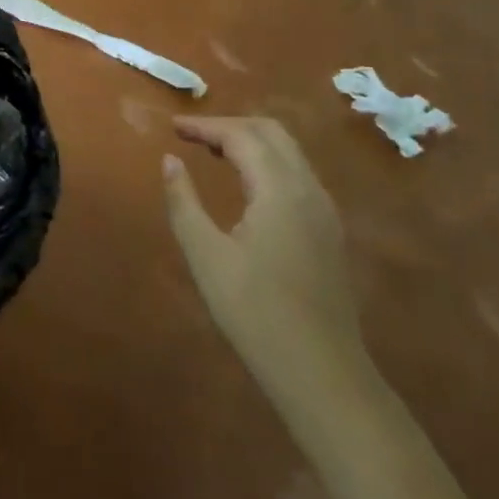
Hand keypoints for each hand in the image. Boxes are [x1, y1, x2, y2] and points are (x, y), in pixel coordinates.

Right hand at [164, 116, 365, 403]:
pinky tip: (245, 185)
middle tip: (192, 136)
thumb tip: (170, 160)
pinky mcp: (328, 230)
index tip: (172, 127)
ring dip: (250, 142)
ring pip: (289, 153)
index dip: (205, 126)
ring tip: (212, 153)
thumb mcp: (206, 256)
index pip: (242, 136)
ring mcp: (325, 210)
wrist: (322, 373)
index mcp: (280, 190)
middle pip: (272, 133)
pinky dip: (267, 163)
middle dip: (230, 126)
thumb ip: (184, 202)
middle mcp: (309, 189)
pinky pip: (297, 175)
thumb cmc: (255, 313)